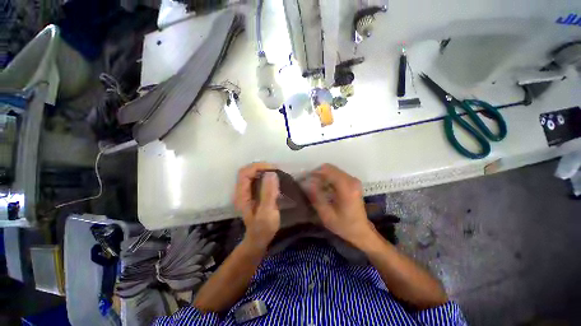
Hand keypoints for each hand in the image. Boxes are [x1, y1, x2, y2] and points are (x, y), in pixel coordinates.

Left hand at [234, 163, 280, 249]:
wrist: (259, 239)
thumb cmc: (263, 228)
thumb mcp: (267, 212)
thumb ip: (268, 193)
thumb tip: (271, 173)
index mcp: (242, 195)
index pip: (245, 173)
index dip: (258, 167)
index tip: (273, 168)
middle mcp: (242, 191)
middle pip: (247, 171)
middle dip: (261, 167)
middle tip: (276, 169)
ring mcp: (247, 192)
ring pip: (252, 174)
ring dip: (263, 170)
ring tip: (276, 172)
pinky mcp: (253, 193)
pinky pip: (257, 179)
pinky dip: (265, 175)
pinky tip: (274, 178)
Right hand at [306, 164, 373, 247]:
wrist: (361, 231)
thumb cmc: (344, 225)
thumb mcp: (326, 214)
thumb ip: (316, 197)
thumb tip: (307, 182)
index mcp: (346, 187)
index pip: (327, 170)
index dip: (314, 172)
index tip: (305, 178)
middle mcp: (351, 180)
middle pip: (330, 168)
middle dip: (317, 174)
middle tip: (308, 183)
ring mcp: (353, 180)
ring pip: (332, 170)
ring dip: (322, 176)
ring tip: (314, 186)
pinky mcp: (352, 182)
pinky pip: (336, 174)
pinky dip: (327, 178)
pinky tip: (323, 187)